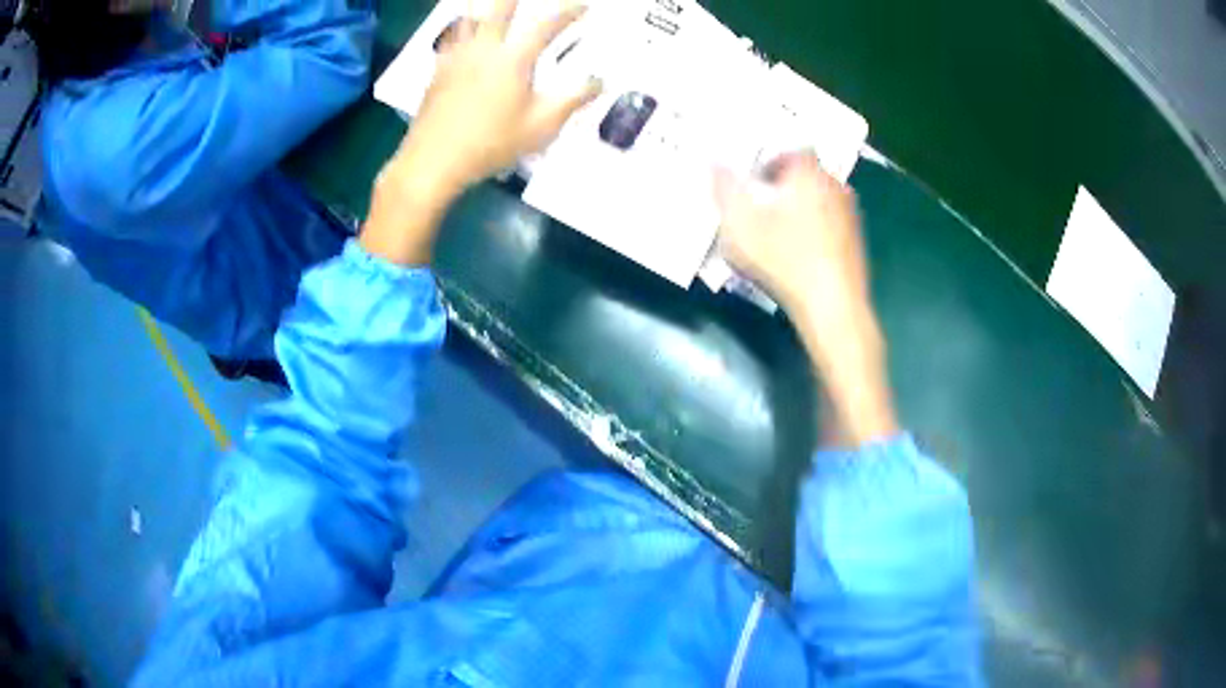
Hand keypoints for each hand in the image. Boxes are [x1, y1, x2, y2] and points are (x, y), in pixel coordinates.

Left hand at [393, 0, 601, 195]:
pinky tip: (463, 30)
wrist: (434, 161)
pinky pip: (451, 37)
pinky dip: (462, 27)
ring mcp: (456, 57)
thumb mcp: (541, 127)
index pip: (546, 25)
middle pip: (499, 8)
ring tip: (490, 5)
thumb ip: (573, 100)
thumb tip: (599, 82)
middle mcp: (484, 49)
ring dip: (484, 6)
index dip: (568, 12)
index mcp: (513, 59)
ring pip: (470, 17)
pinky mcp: (438, 70)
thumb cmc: (491, 144)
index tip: (583, 6)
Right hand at [715, 152, 867, 319]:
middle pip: (806, 175)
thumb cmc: (784, 259)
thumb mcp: (739, 224)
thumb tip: (713, 162)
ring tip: (778, 233)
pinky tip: (799, 255)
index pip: (791, 151)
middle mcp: (834, 186)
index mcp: (807, 173)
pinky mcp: (856, 242)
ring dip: (800, 209)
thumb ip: (724, 189)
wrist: (832, 306)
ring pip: (820, 200)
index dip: (770, 163)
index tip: (754, 183)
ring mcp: (850, 215)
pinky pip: (830, 225)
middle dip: (784, 186)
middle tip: (761, 207)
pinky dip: (815, 231)